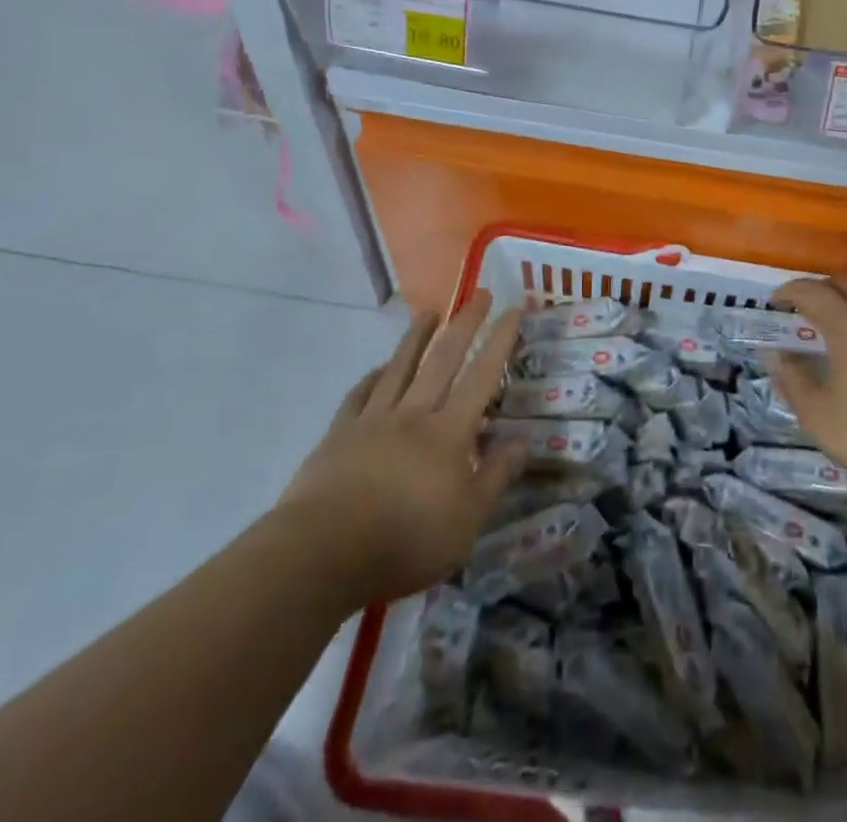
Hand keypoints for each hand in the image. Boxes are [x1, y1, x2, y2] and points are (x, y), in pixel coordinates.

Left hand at [276, 292, 524, 610]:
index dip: (500, 342)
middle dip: (465, 324)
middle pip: (443, 359)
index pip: (482, 377)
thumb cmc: (406, 540)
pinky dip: (373, 377)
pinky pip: (360, 395)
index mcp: (449, 432)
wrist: (323, 552)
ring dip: (417, 337)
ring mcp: (373, 420)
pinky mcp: (339, 434)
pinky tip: (379, 368)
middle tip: (479, 294)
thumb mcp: (467, 521)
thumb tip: (523, 440)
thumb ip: (495, 477)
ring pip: (400, 367)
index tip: (513, 310)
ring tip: (429, 312)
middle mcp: (414, 414)